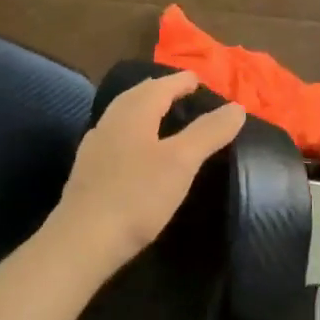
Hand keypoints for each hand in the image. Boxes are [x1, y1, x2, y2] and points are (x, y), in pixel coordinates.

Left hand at [48, 71, 246, 277]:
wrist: (83, 241)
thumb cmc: (137, 196)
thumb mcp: (182, 162)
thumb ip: (209, 132)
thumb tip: (236, 107)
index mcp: (133, 114)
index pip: (160, 86)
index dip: (181, 81)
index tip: (198, 78)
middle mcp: (110, 123)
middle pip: (136, 97)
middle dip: (159, 90)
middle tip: (180, 91)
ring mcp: (94, 148)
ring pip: (122, 117)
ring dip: (143, 110)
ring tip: (160, 117)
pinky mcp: (87, 173)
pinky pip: (113, 138)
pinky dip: (131, 133)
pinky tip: (134, 150)